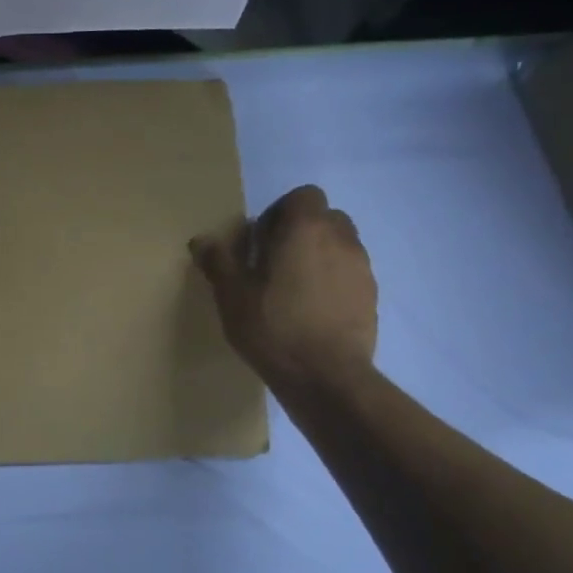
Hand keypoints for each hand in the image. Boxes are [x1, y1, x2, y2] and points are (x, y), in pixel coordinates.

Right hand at [190, 185, 377, 393]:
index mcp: (306, 229)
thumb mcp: (232, 295)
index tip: (261, 241)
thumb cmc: (273, 327)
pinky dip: (333, 280)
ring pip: (340, 245)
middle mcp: (341, 239)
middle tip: (275, 262)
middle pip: (325, 218)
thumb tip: (201, 240)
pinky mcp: (371, 296)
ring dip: (318, 256)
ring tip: (294, 288)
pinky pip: (349, 273)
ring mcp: (362, 268)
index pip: (303, 196)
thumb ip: (218, 261)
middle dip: (301, 232)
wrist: (326, 376)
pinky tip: (312, 310)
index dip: (281, 212)